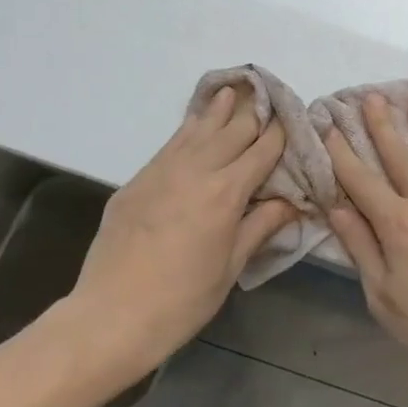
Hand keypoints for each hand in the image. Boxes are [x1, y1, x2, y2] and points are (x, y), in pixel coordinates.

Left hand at [59, 86, 294, 390]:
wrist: (111, 317)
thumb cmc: (182, 299)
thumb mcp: (231, 266)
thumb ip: (261, 226)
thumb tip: (291, 202)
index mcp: (226, 193)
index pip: (263, 151)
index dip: (282, 132)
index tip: (295, 118)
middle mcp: (196, 171)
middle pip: (233, 131)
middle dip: (255, 114)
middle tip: (271, 98)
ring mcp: (162, 172)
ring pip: (199, 130)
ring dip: (220, 109)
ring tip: (234, 89)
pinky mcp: (137, 181)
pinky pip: (170, 144)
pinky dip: (189, 128)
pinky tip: (196, 121)